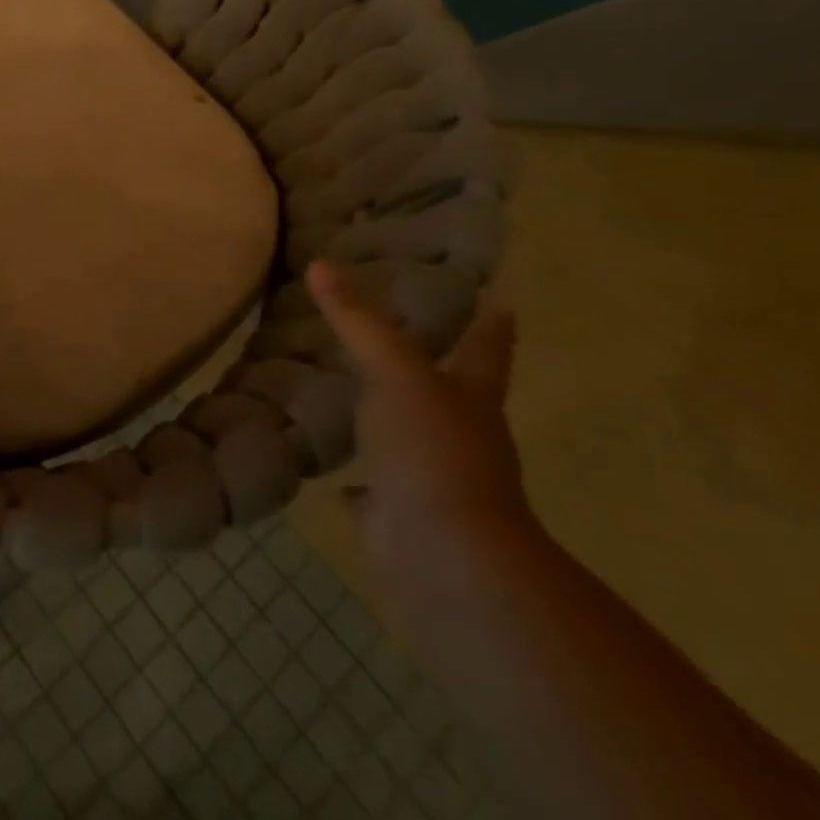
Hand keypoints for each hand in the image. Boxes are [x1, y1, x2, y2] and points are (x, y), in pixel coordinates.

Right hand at [307, 260, 531, 581]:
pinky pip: (372, 494)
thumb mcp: (393, 371)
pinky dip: (357, 486)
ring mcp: (432, 481)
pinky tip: (334, 475)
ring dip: (388, 423)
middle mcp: (459, 438)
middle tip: (401, 336)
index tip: (499, 301)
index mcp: (471, 399)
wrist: (444, 556)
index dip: (491, 326)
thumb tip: (319, 263)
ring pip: (408, 441)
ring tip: (352, 395)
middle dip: (434, 369)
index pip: (485, 350)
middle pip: (450, 394)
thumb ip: (357, 320)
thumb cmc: (433, 450)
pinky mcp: (399, 519)